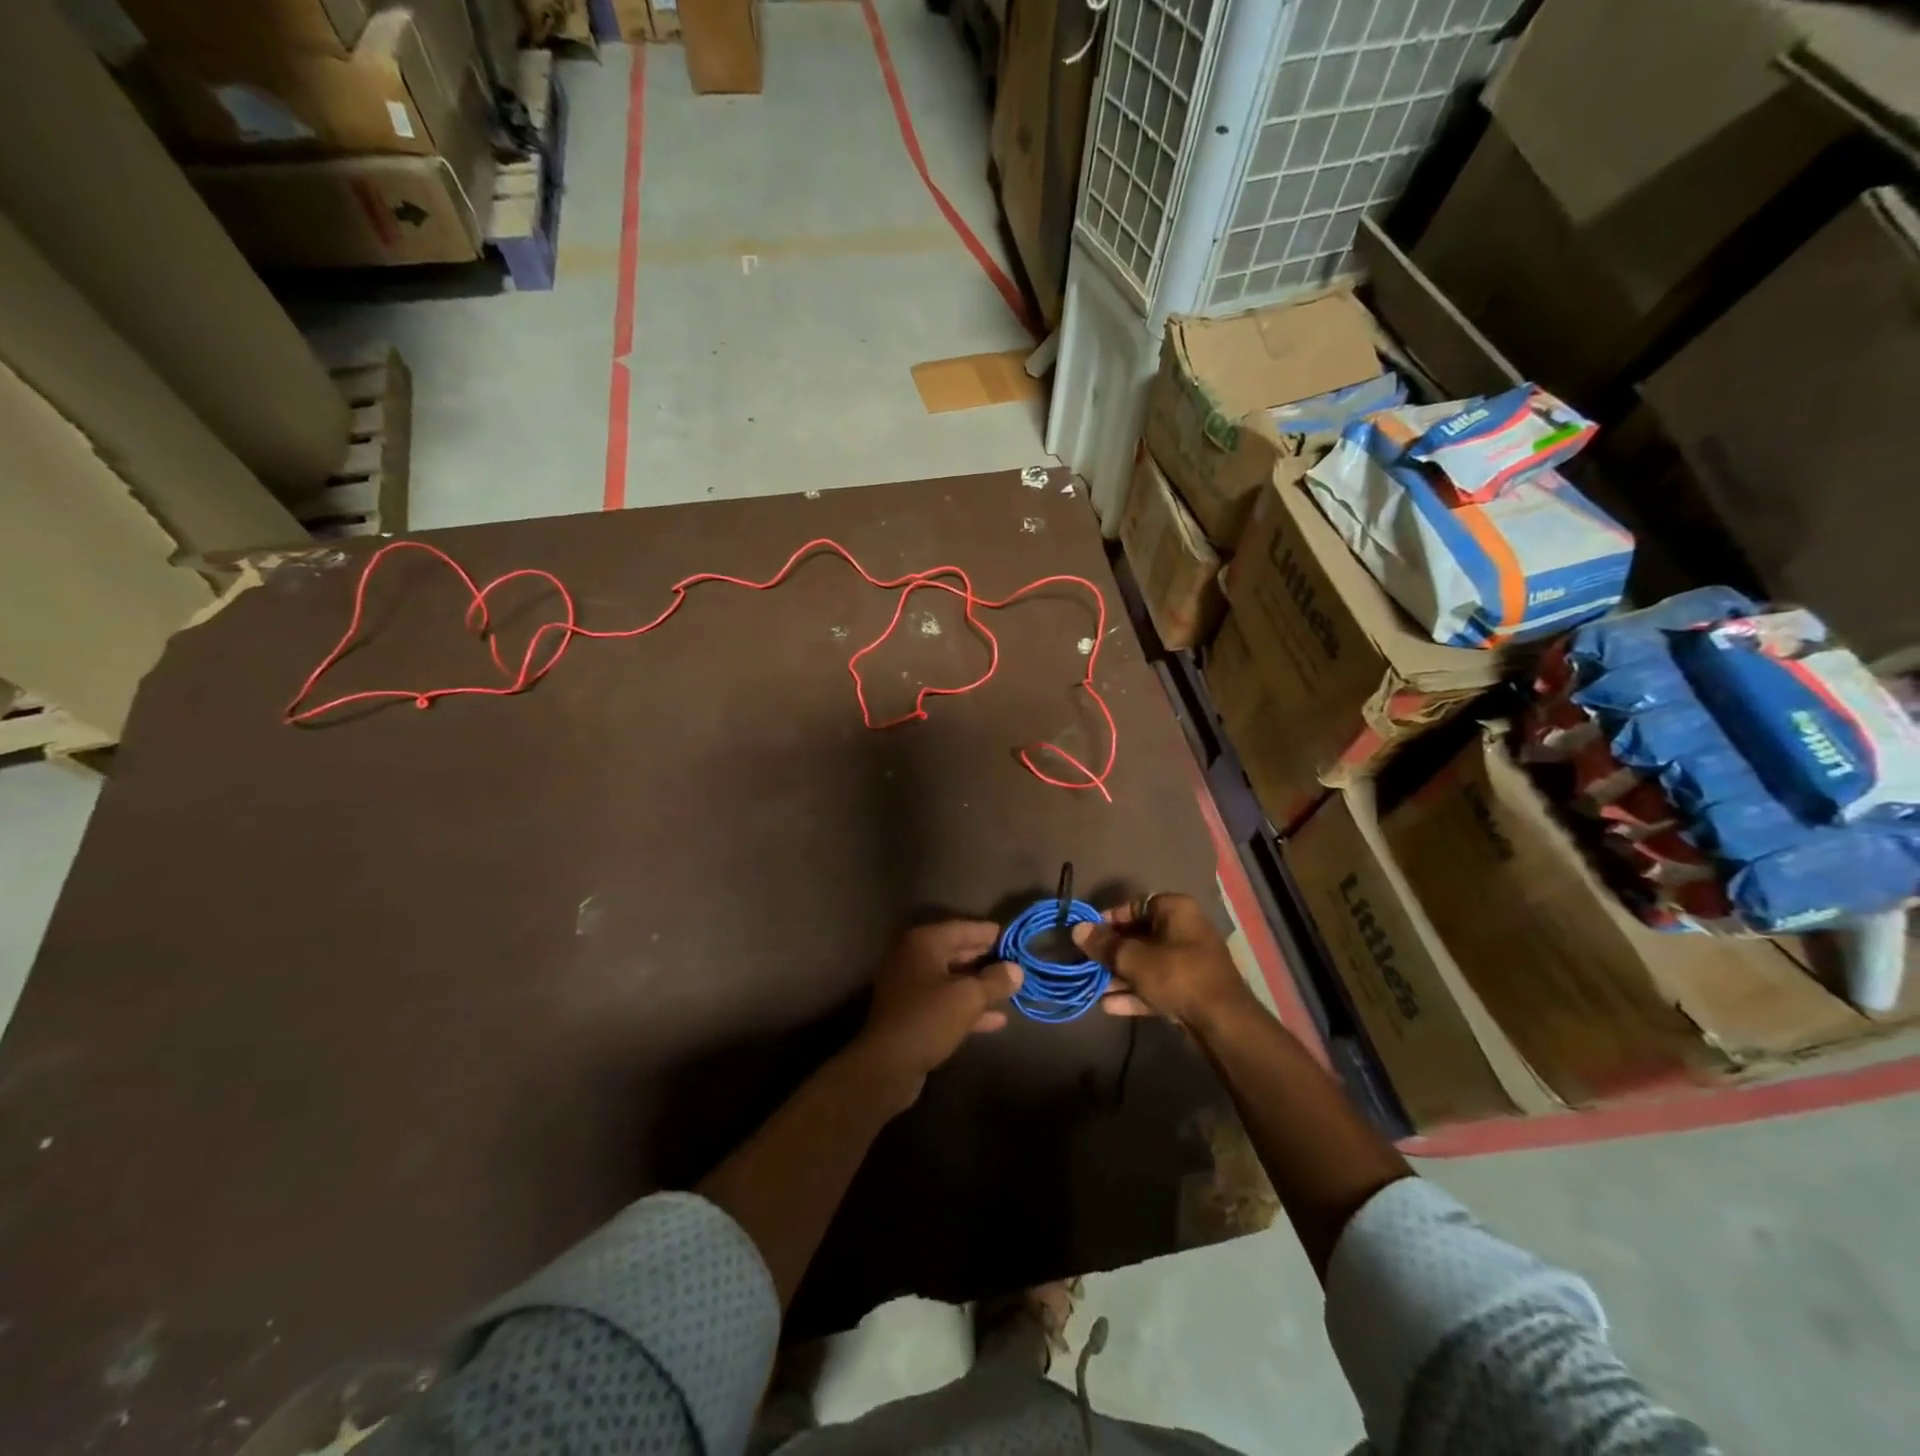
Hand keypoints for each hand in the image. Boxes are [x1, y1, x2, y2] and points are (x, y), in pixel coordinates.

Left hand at [855, 921, 1022, 1097]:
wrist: (887, 1065)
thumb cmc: (928, 1018)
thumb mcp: (968, 997)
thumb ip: (995, 981)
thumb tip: (1016, 969)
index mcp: (924, 942)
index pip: (962, 928)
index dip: (988, 933)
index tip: (1013, 937)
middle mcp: (913, 957)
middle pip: (956, 951)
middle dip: (986, 958)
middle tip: (1015, 962)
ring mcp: (910, 986)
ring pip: (951, 979)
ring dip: (979, 985)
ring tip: (1010, 989)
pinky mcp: (912, 1012)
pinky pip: (945, 1001)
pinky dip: (967, 1007)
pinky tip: (996, 1020)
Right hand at [1073, 894, 1252, 1030]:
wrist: (1222, 1023)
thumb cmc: (1176, 976)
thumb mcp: (1133, 958)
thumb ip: (1104, 944)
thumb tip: (1077, 929)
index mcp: (1175, 910)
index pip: (1135, 905)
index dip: (1109, 919)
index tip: (1088, 935)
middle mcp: (1184, 930)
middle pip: (1139, 936)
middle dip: (1112, 952)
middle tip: (1087, 963)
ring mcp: (1189, 962)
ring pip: (1147, 963)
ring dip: (1120, 975)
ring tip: (1093, 987)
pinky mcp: (1190, 990)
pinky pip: (1157, 985)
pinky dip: (1135, 993)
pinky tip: (1109, 1006)